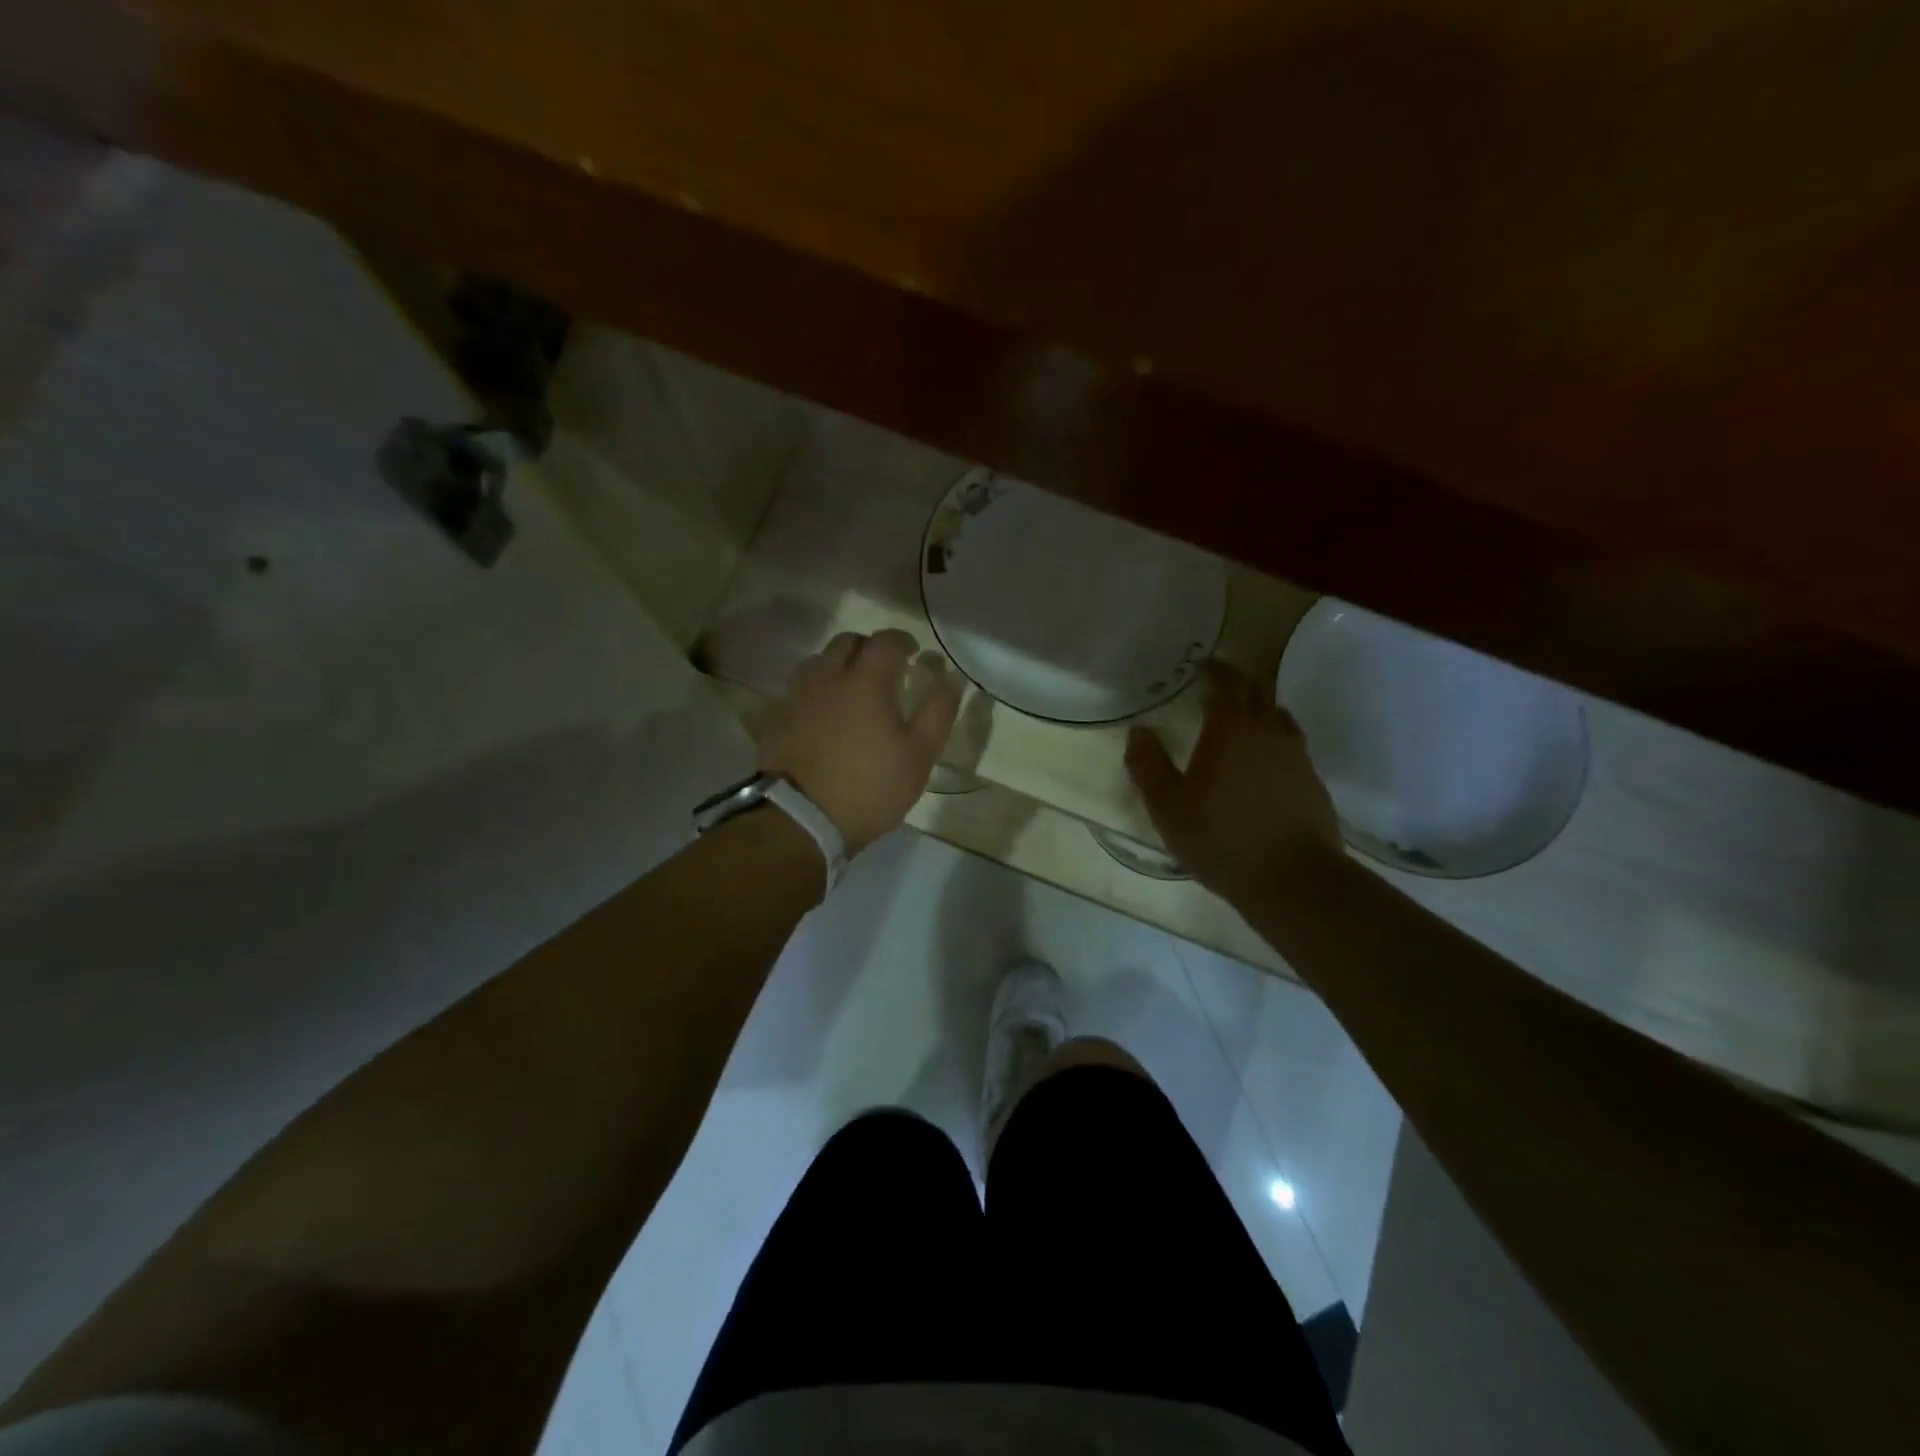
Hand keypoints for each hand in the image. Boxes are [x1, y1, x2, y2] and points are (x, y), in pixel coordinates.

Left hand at [756, 628, 961, 855]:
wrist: (800, 819)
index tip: (912, 653)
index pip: (886, 641)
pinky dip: (815, 692)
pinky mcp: (774, 718)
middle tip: (883, 670)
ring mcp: (795, 696)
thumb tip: (950, 678)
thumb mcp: (918, 756)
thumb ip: (938, 712)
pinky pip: (798, 691)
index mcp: (864, 681)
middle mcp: (826, 677)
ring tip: (849, 691)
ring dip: (837, 666)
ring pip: (817, 662)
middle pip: (846, 642)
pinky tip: (821, 716)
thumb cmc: (869, 787)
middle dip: (868, 648)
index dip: (903, 641)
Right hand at [1125, 662, 1343, 906]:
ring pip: (1277, 717)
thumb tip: (1138, 731)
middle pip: (1256, 692)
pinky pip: (1290, 746)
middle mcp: (1268, 731)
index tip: (1201, 667)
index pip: (1226, 681)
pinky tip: (1261, 766)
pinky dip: (1273, 743)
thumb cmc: (1221, 838)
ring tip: (1238, 726)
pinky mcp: (1313, 781)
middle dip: (1235, 686)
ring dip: (1257, 712)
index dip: (1214, 670)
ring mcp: (1297, 755)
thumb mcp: (1168, 806)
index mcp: (1231, 728)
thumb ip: (1148, 765)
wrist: (1293, 878)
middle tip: (1214, 693)